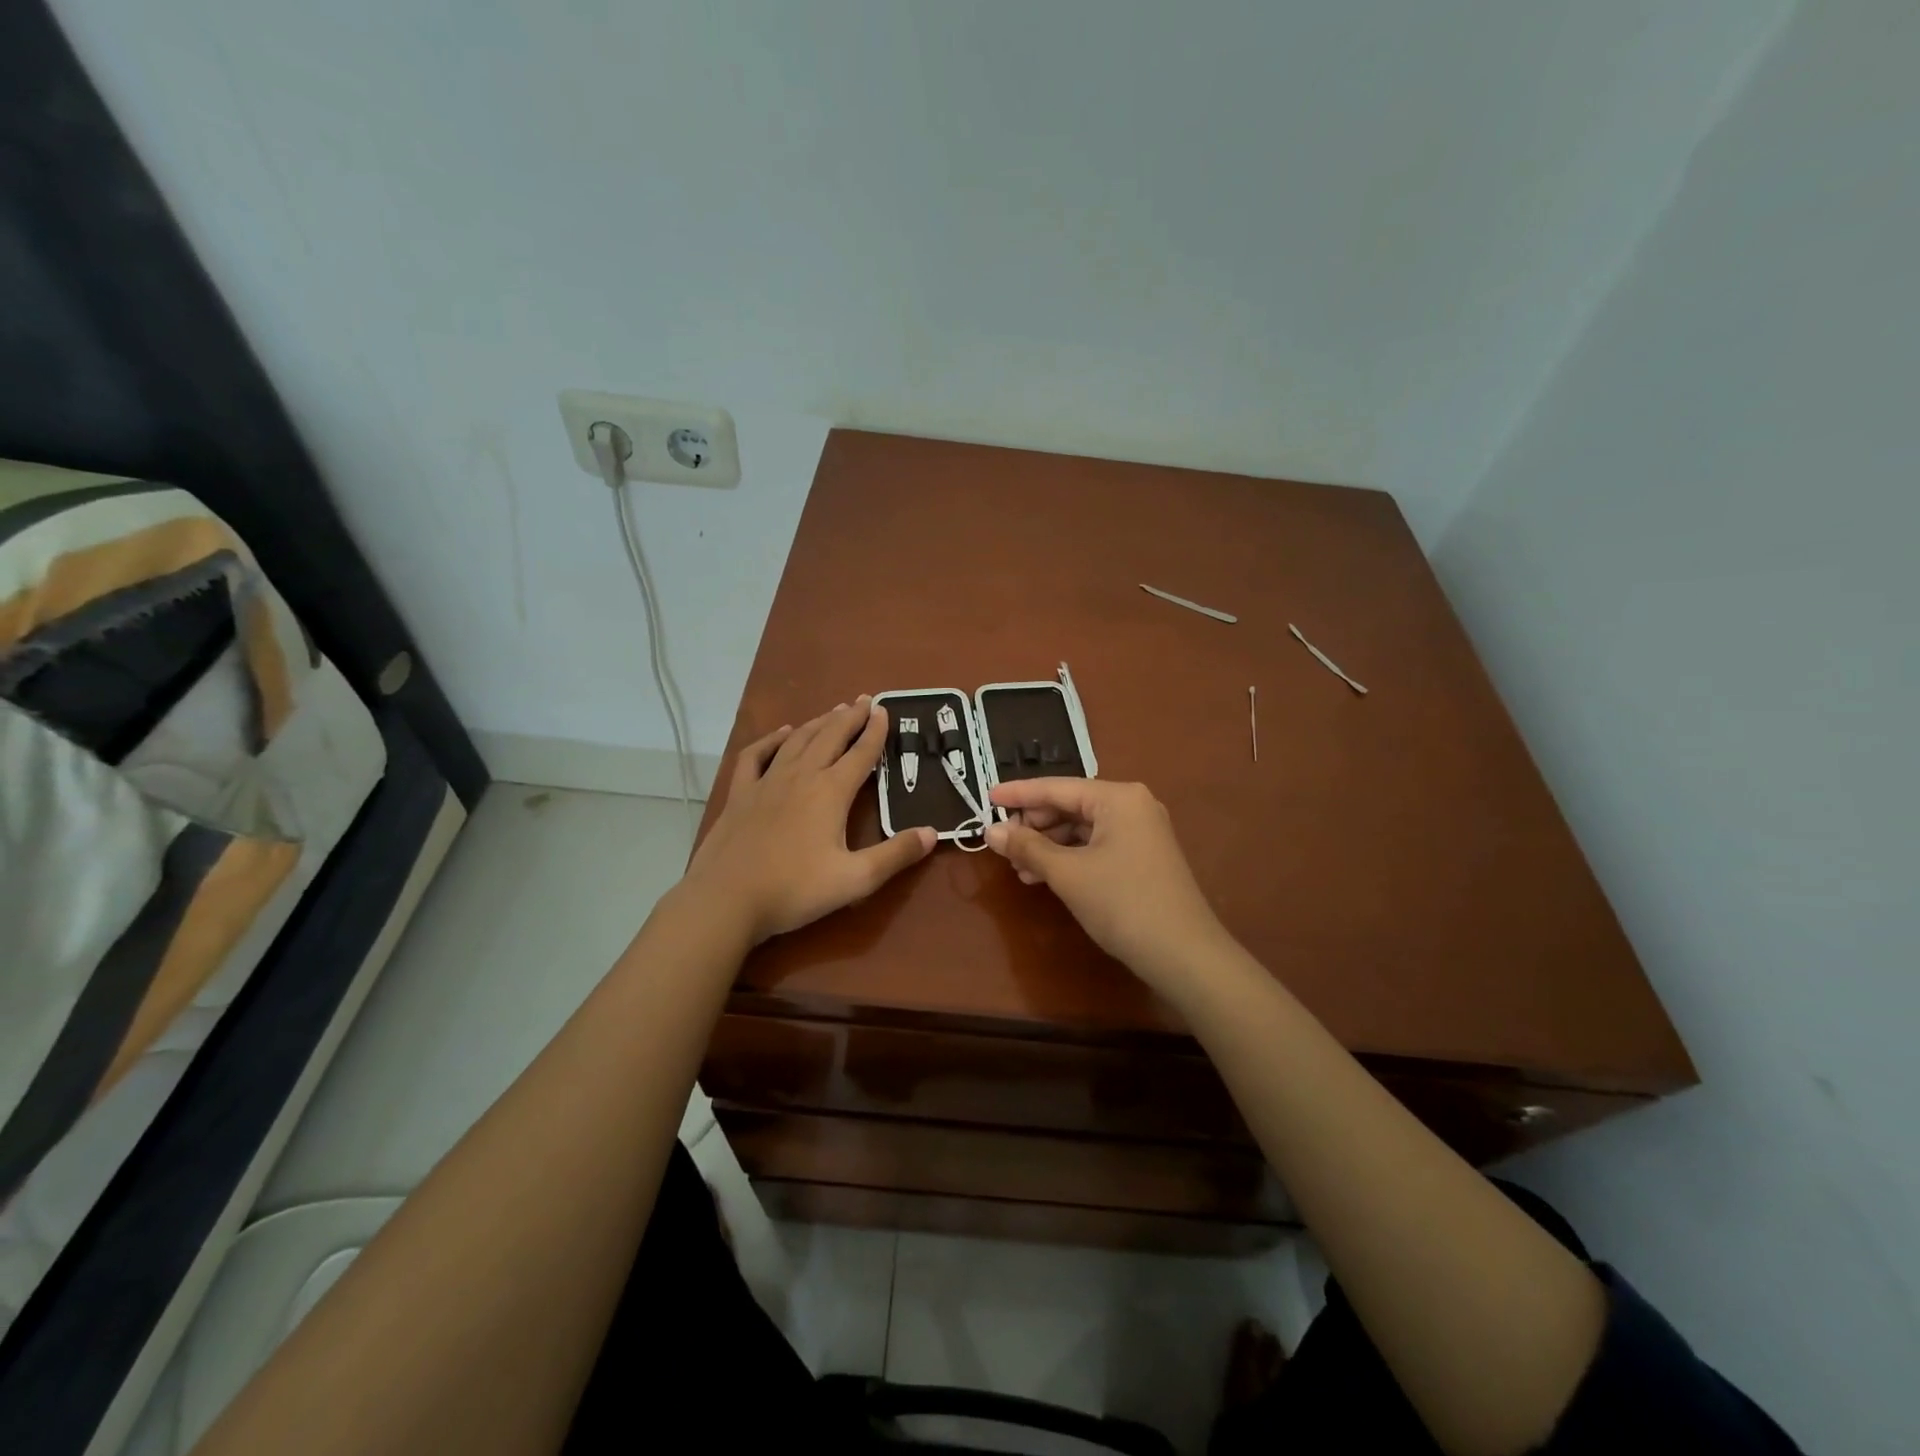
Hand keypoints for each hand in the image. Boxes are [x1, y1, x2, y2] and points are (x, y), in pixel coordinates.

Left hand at [685, 697, 935, 942]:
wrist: (726, 899)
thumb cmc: (795, 890)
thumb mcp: (855, 879)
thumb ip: (896, 855)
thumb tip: (933, 833)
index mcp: (831, 792)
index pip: (861, 754)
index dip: (875, 732)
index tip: (885, 710)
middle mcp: (801, 776)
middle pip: (830, 737)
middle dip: (850, 717)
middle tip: (864, 700)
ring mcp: (767, 782)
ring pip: (797, 741)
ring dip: (818, 723)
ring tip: (833, 712)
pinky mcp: (741, 794)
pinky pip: (756, 755)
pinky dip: (771, 740)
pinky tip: (781, 734)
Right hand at [985, 778, 1232, 990]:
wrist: (1184, 954)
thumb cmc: (1122, 903)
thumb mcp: (1067, 874)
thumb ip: (1027, 847)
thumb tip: (990, 832)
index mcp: (1118, 797)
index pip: (1057, 787)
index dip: (1018, 793)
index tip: (986, 797)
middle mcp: (1132, 805)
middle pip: (1070, 805)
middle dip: (1034, 825)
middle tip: (1002, 844)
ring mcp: (1141, 832)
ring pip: (1082, 828)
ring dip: (1048, 845)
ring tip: (1019, 868)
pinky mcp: (1143, 857)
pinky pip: (1096, 846)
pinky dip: (1069, 858)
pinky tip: (1045, 876)